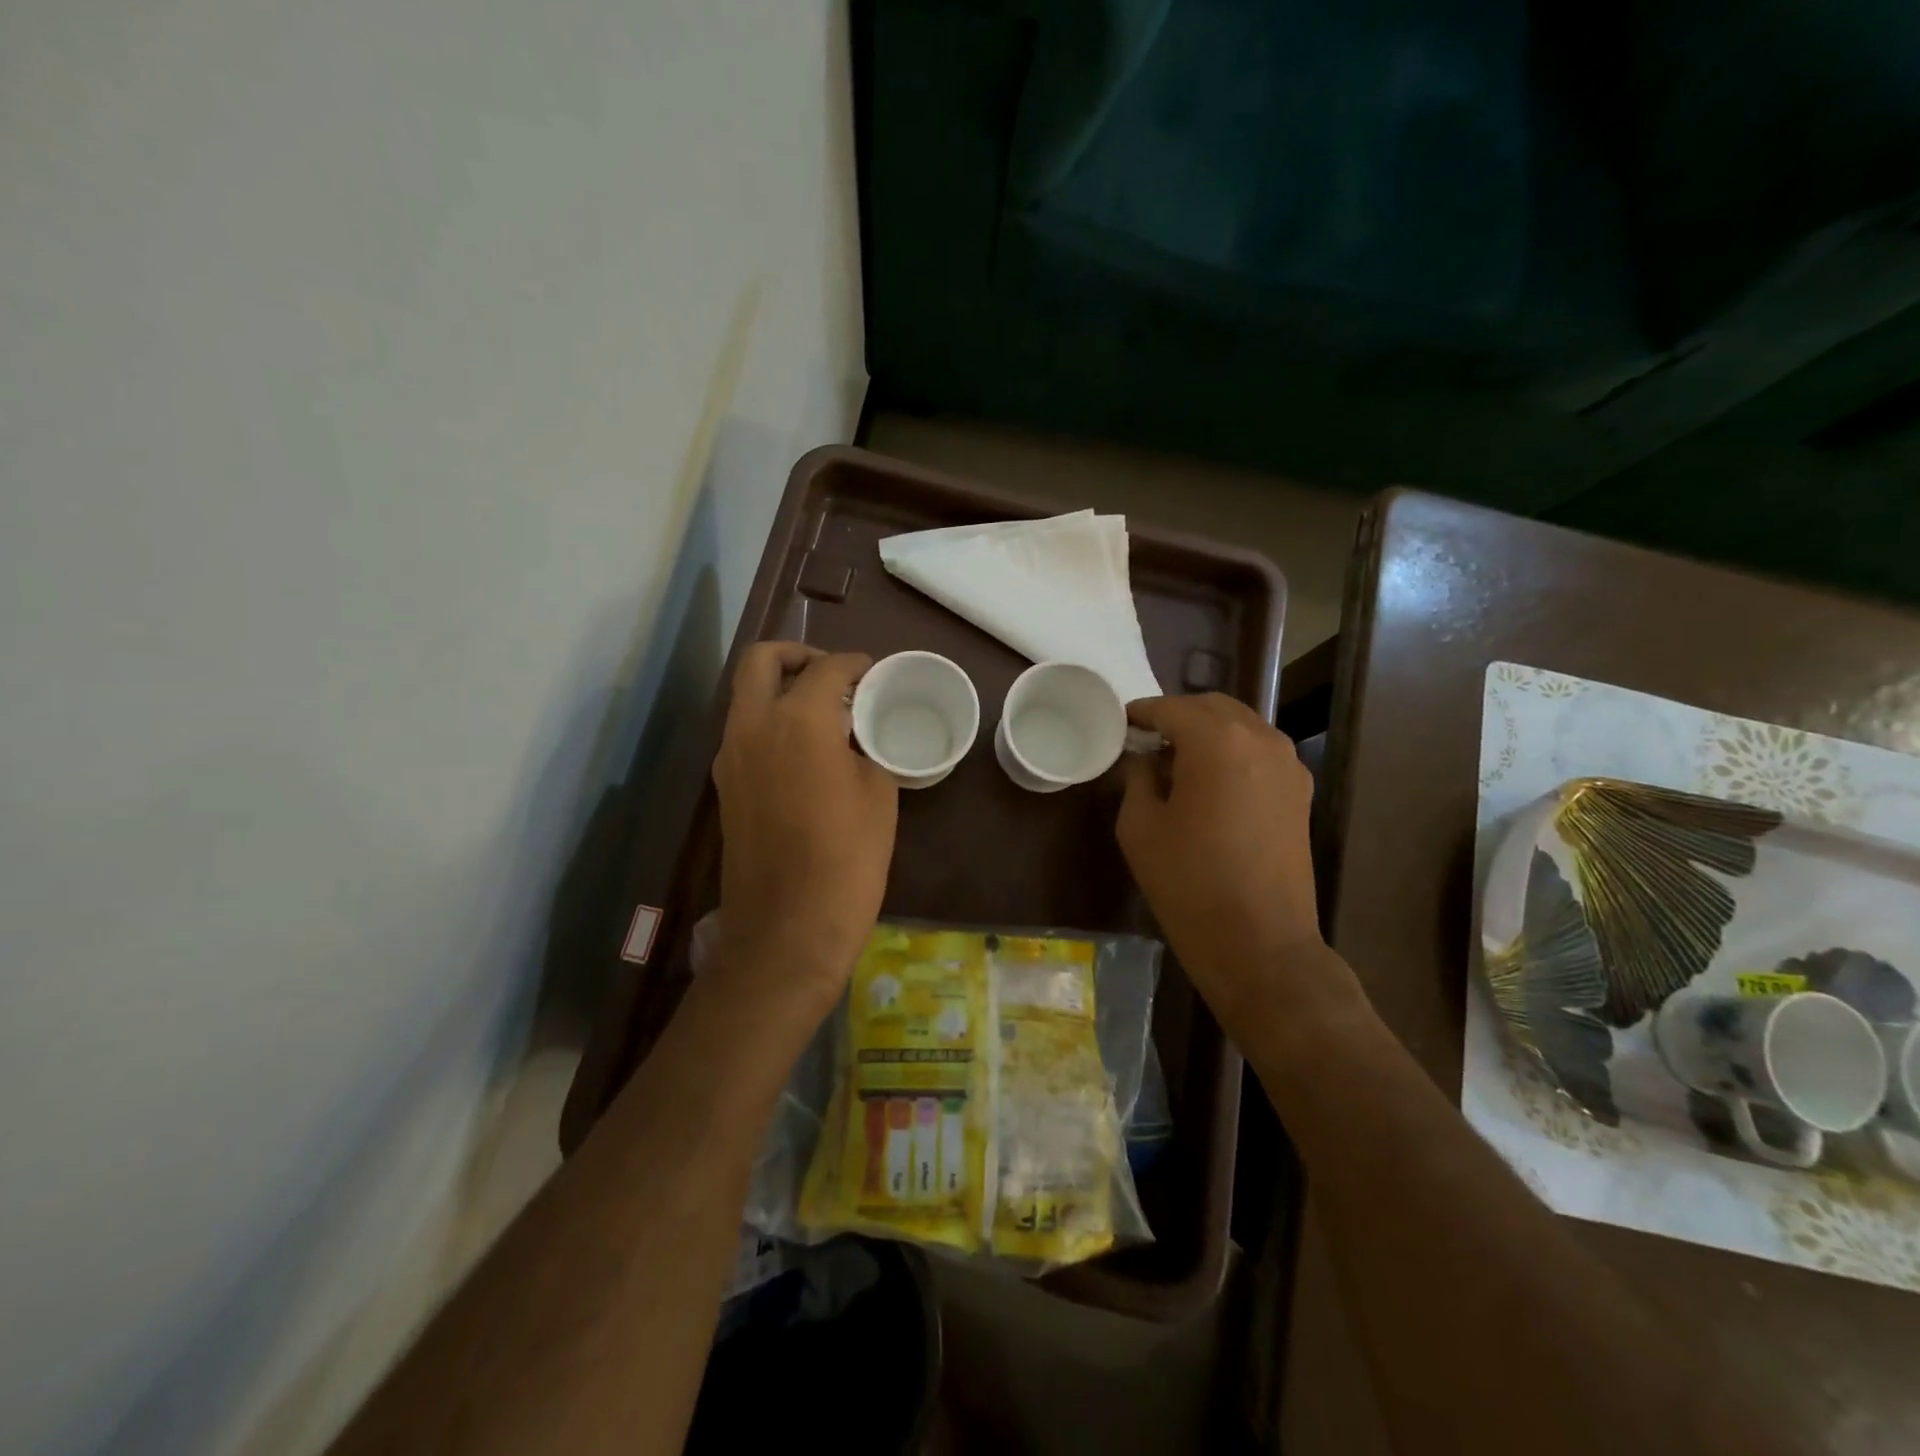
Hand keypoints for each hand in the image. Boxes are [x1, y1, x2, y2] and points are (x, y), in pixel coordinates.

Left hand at [711, 642, 896, 1016]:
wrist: (789, 929)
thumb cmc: (847, 859)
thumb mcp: (878, 794)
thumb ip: (866, 748)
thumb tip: (856, 736)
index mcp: (797, 722)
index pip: (825, 669)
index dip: (854, 663)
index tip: (874, 672)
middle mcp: (751, 727)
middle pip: (761, 661)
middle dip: (797, 654)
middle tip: (833, 675)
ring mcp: (730, 757)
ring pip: (745, 696)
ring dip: (780, 689)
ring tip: (825, 713)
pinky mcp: (725, 787)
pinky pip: (744, 732)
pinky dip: (770, 722)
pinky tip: (806, 750)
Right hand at [1117, 694, 1350, 1041]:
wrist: (1260, 944)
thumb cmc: (1189, 883)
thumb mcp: (1140, 827)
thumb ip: (1138, 778)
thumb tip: (1144, 759)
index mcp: (1217, 742)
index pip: (1172, 708)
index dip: (1141, 713)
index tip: (1120, 725)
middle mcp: (1261, 740)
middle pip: (1212, 707)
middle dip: (1176, 716)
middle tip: (1146, 741)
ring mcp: (1288, 765)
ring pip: (1241, 726)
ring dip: (1207, 732)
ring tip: (1176, 762)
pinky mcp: (1300, 792)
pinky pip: (1259, 752)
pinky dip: (1232, 752)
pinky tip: (1209, 783)